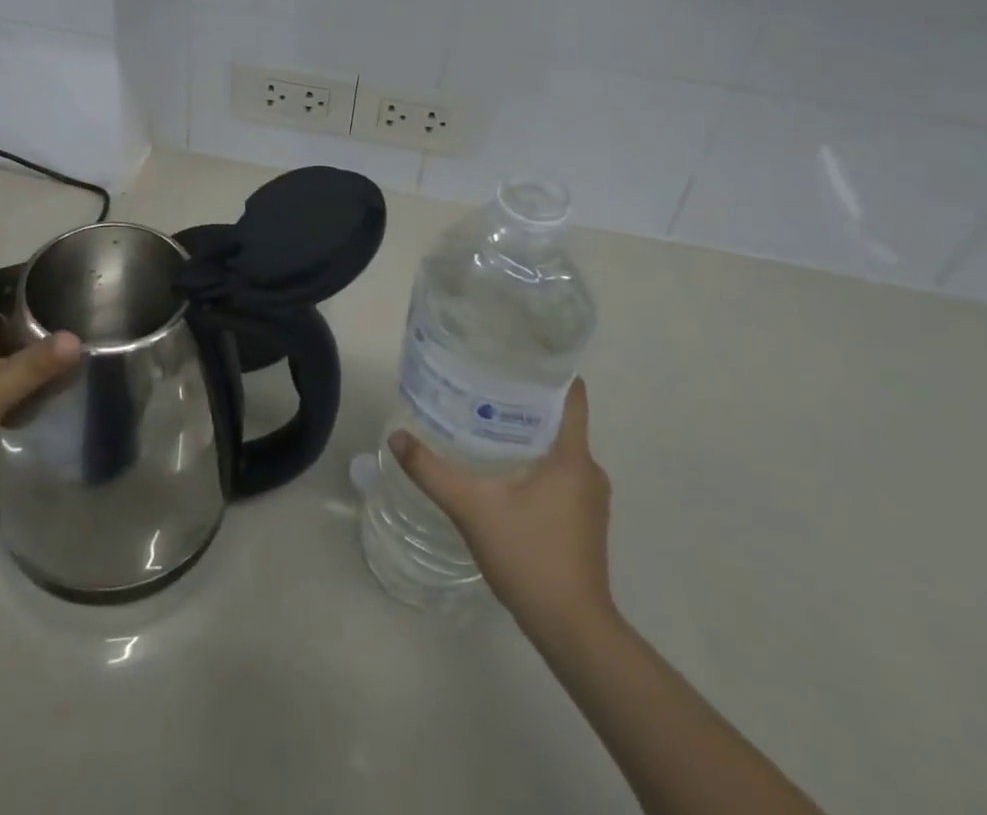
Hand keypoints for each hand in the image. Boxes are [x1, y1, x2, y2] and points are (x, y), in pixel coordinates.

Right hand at [390, 378, 615, 637]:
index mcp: (573, 456)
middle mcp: (589, 470)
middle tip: (483, 385)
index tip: (514, 355)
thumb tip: (396, 437)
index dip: (548, 369)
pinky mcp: (584, 521)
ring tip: (485, 421)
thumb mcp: (472, 508)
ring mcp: (590, 499)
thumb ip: (432, 470)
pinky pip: (560, 474)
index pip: (572, 394)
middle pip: (560, 418)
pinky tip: (501, 469)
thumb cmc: (530, 557)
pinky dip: (535, 463)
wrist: (572, 630)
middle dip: (524, 400)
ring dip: (528, 434)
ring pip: (559, 448)